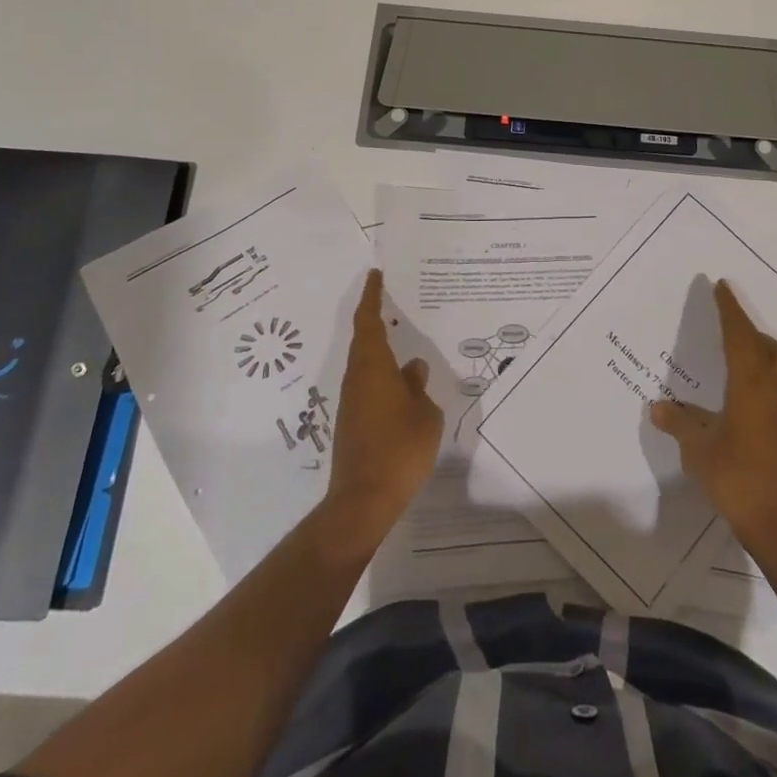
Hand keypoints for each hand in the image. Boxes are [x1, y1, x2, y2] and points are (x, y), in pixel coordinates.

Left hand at [324, 270, 443, 545]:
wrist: (363, 501)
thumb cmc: (400, 449)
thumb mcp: (424, 413)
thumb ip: (418, 386)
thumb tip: (412, 369)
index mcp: (373, 367)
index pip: (369, 322)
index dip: (371, 296)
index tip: (375, 275)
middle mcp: (357, 378)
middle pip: (364, 340)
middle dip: (375, 317)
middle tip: (393, 299)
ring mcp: (352, 402)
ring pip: (366, 364)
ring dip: (381, 348)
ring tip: (404, 338)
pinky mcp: (353, 423)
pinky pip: (369, 385)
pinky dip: (383, 373)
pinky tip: (402, 382)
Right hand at [651, 279, 776, 558]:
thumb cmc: (736, 478)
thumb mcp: (698, 449)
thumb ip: (679, 423)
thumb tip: (658, 407)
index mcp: (751, 384)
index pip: (739, 334)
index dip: (730, 309)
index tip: (722, 286)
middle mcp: (776, 389)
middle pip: (766, 345)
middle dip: (747, 329)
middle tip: (727, 322)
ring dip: (761, 351)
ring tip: (739, 355)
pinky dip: (767, 376)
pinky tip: (750, 394)